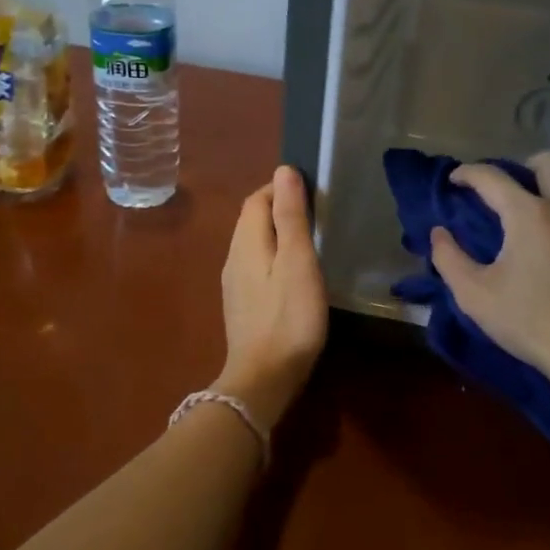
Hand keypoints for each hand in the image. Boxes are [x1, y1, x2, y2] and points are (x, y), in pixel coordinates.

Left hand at [215, 166, 328, 429]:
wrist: (264, 378)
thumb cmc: (288, 316)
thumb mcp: (298, 261)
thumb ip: (291, 216)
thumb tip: (284, 170)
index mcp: (246, 242)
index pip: (257, 199)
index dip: (281, 188)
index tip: (313, 192)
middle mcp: (233, 257)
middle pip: (252, 219)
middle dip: (279, 207)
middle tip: (316, 213)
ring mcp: (235, 284)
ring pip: (254, 243)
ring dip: (277, 232)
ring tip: (309, 238)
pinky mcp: (242, 305)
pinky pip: (256, 265)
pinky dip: (274, 256)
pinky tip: (293, 273)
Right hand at [430, 151, 549, 384]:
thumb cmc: (527, 320)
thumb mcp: (474, 294)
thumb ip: (449, 258)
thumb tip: (440, 234)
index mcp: (529, 214)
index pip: (492, 177)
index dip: (468, 173)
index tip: (456, 181)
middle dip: (525, 166)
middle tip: (509, 190)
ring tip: (542, 213)